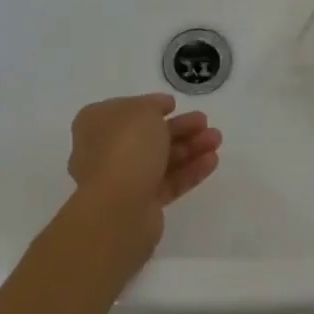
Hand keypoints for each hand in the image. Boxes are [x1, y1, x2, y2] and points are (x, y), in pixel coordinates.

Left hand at [68, 95, 221, 258]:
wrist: (117, 209)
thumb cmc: (125, 146)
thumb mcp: (143, 110)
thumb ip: (154, 105)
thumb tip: (161, 108)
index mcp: (97, 124)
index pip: (127, 110)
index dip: (152, 106)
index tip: (175, 105)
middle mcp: (105, 151)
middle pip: (148, 135)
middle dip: (179, 128)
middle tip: (205, 122)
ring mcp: (122, 180)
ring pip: (161, 159)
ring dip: (190, 147)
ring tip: (217, 139)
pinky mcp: (141, 205)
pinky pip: (168, 182)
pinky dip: (189, 170)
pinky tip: (212, 161)